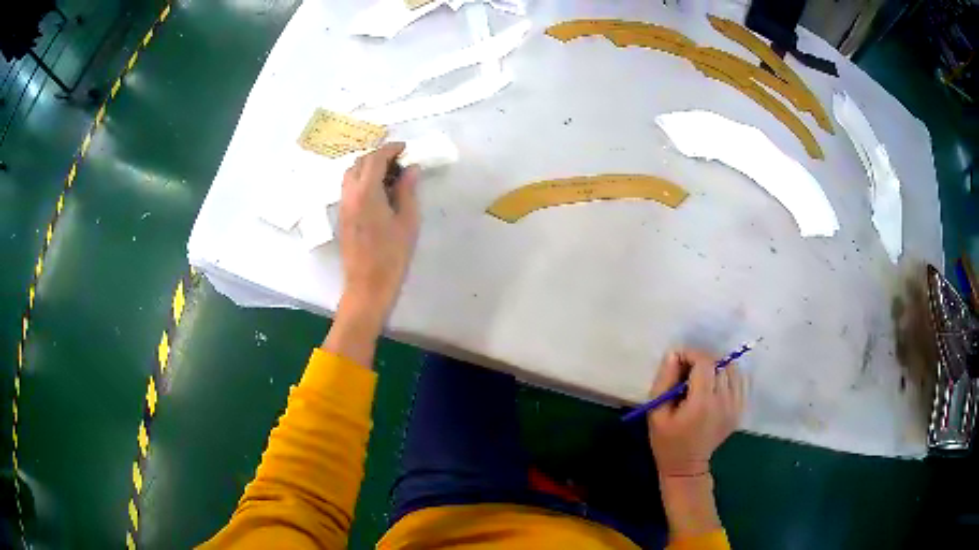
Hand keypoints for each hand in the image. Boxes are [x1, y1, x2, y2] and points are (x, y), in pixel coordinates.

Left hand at [338, 143, 420, 317]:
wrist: (367, 286)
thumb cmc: (392, 256)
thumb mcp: (408, 222)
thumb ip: (407, 191)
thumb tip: (411, 169)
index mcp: (366, 193)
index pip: (375, 159)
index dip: (390, 149)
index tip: (405, 149)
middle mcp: (349, 194)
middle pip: (359, 162)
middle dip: (378, 156)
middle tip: (399, 162)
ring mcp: (343, 206)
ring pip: (351, 174)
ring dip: (368, 167)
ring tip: (389, 176)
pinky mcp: (342, 217)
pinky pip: (349, 188)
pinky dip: (362, 180)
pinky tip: (378, 192)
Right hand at [647, 349, 743, 478]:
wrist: (686, 467)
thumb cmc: (667, 441)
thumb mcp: (656, 412)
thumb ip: (664, 381)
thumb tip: (674, 354)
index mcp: (702, 403)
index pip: (705, 362)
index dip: (691, 354)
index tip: (678, 359)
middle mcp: (724, 402)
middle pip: (720, 363)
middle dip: (702, 360)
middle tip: (687, 370)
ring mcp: (736, 406)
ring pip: (733, 369)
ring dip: (717, 366)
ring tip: (702, 377)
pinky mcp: (740, 410)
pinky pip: (740, 381)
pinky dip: (728, 376)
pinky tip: (716, 384)